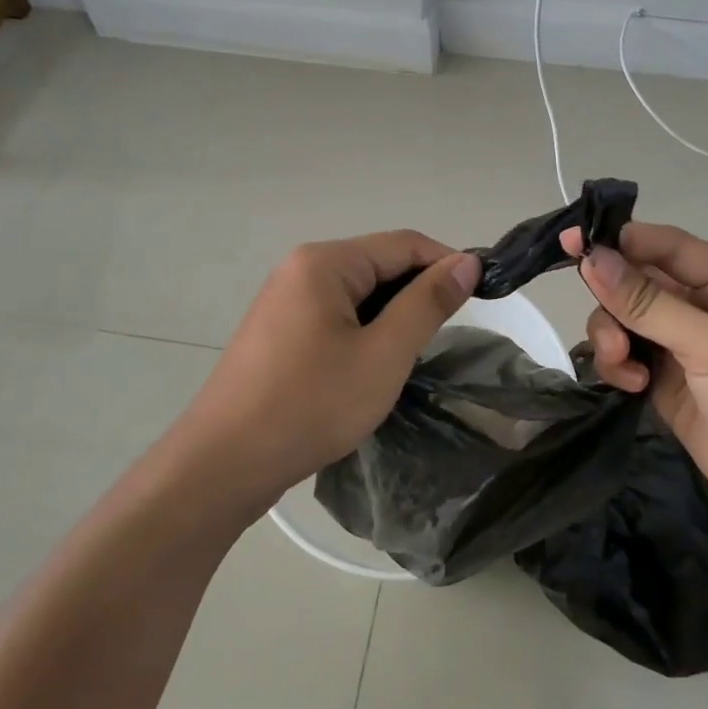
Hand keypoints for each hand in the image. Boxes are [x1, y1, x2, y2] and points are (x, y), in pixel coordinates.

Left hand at [172, 231, 480, 512]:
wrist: (224, 464)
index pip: (404, 244)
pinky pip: (334, 316)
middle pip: (378, 264)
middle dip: (417, 293)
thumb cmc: (311, 405)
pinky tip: (372, 365)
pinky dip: (364, 331)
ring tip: (412, 355)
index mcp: (325, 262)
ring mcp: (283, 300)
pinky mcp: (277, 331)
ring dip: (391, 316)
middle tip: (446, 336)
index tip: (483, 295)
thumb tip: (467, 261)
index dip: (447, 263)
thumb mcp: (383, 354)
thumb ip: (427, 303)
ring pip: (357, 294)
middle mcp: (300, 269)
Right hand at [564, 221, 707, 549]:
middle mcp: (702, 309)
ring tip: (625, 366)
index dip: (619, 239)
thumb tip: (592, 258)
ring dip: (613, 338)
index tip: (571, 243)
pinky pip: (626, 359)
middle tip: (609, 333)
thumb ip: (649, 303)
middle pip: (637, 283)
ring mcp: (683, 349)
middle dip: (614, 301)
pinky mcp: (667, 386)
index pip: (665, 245)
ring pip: (624, 322)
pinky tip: (632, 387)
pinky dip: (619, 367)